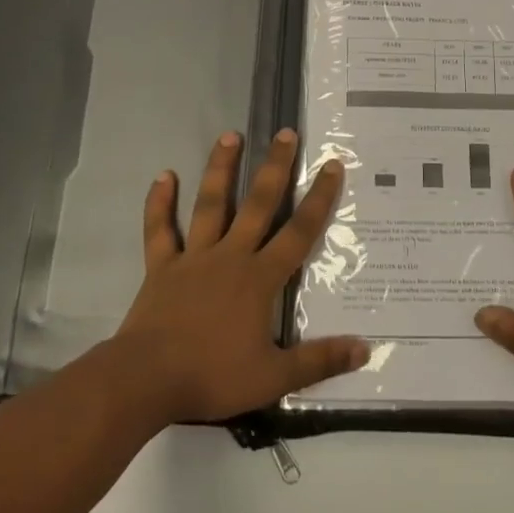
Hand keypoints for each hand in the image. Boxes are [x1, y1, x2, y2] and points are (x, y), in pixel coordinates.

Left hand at [113, 130, 368, 425]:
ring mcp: (193, 257)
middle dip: (274, 167)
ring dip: (220, 169)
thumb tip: (366, 347)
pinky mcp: (161, 267)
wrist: (147, 380)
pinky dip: (159, 203)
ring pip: (210, 204)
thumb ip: (320, 360)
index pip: (298, 232)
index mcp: (260, 278)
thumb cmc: (213, 375)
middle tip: (285, 132)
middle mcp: (230, 256)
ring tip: (230, 135)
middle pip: (258, 204)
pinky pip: (160, 229)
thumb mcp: (274, 376)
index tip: (331, 165)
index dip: (318, 198)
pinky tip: (163, 176)